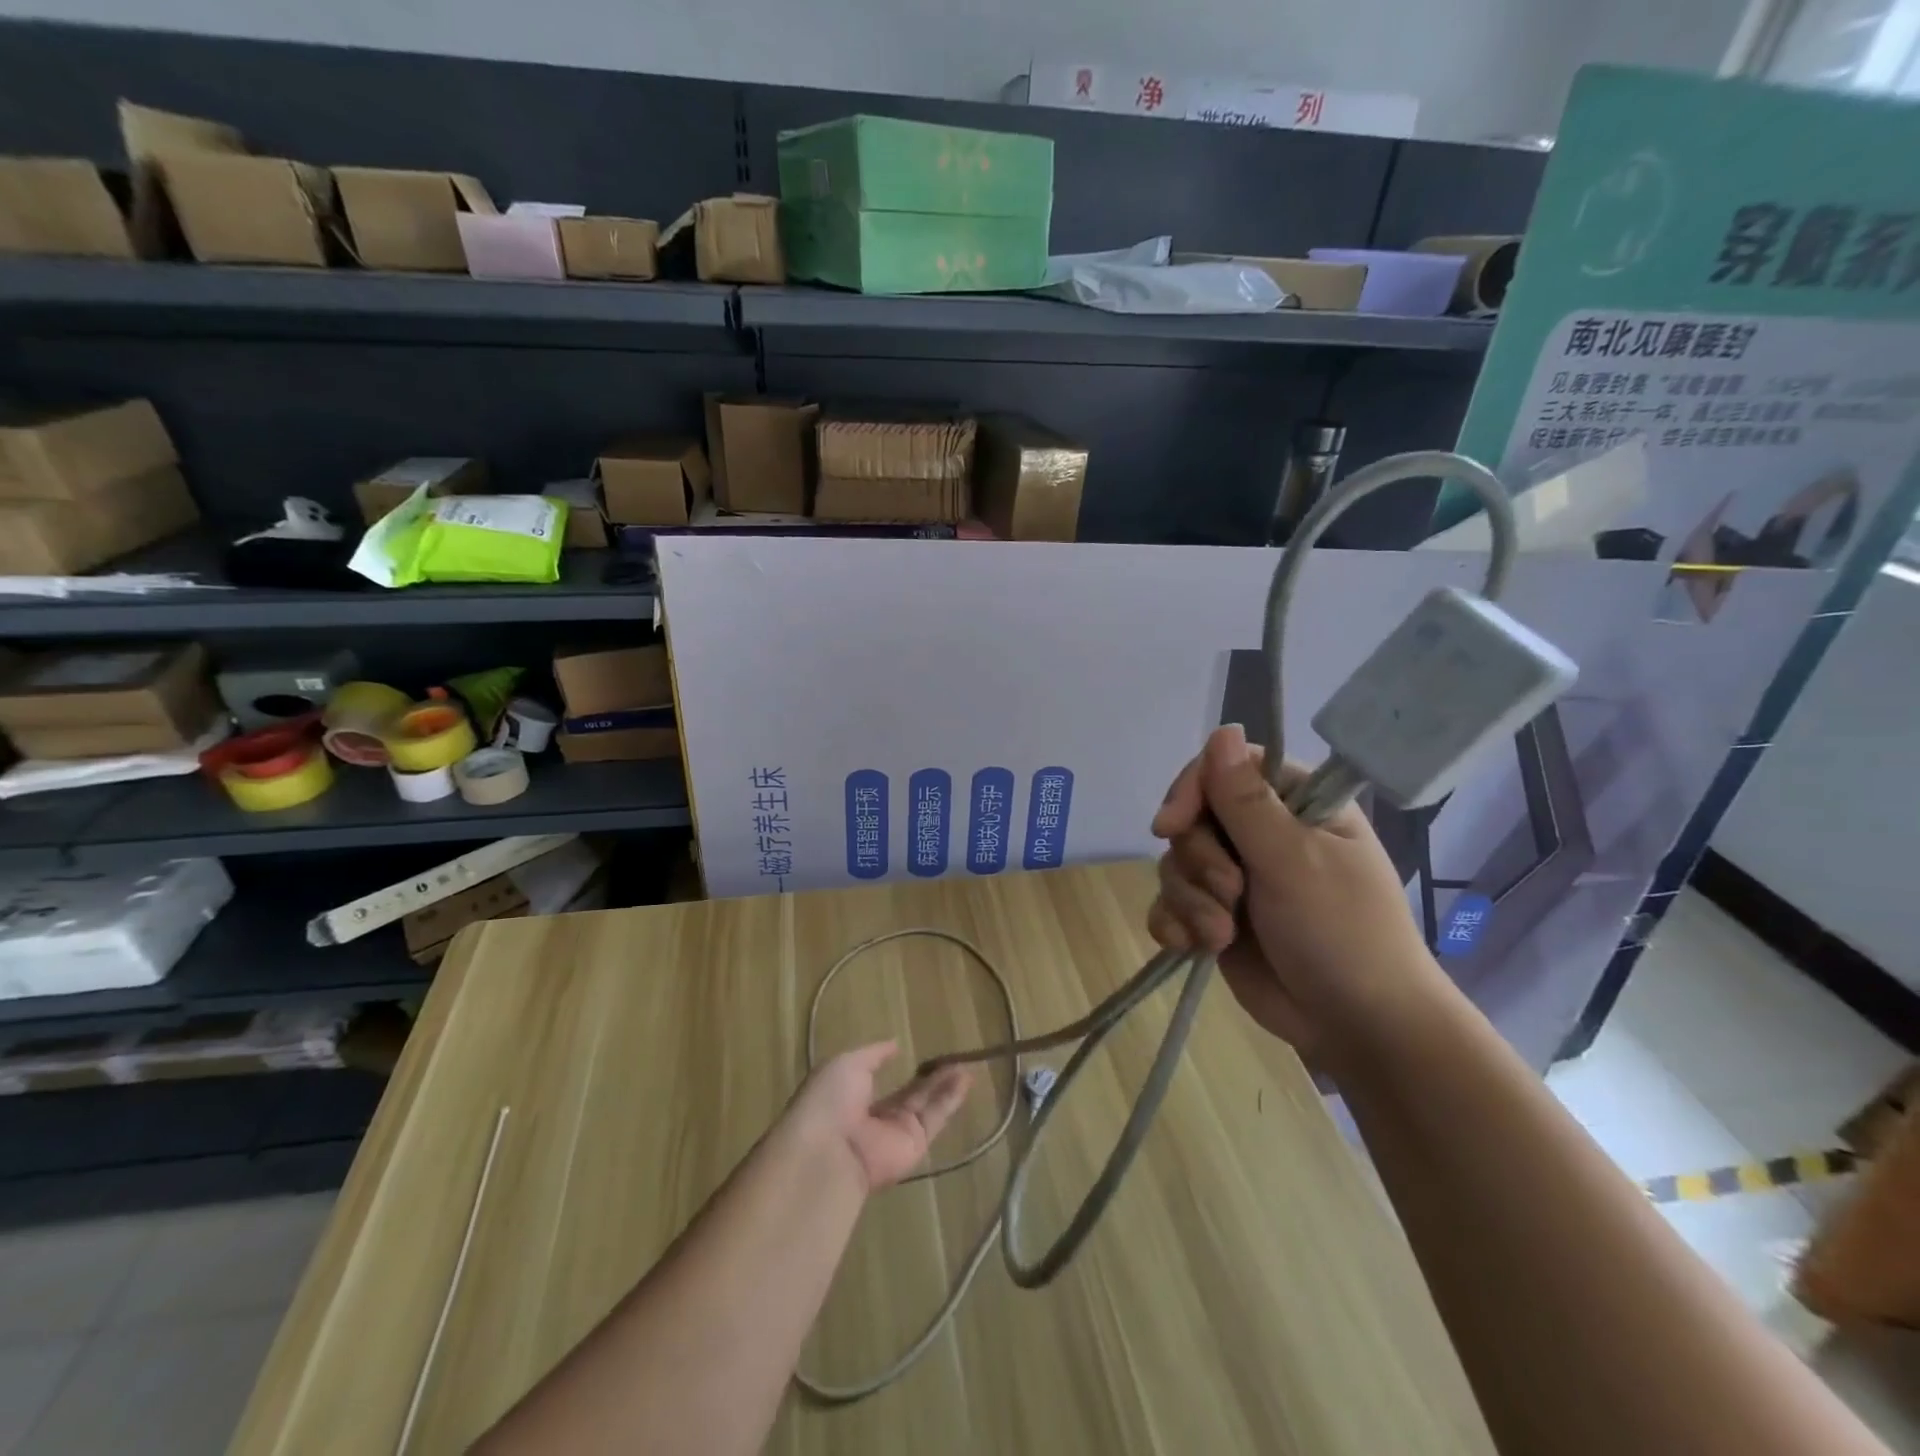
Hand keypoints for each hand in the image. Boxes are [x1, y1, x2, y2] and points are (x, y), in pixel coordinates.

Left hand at [789, 1042, 972, 1192]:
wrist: (831, 1151)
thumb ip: (874, 1054)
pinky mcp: (916, 1145)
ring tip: (965, 1065)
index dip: (893, 1066)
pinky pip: (935, 1118)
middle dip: (928, 1077)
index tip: (910, 1050)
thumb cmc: (830, 1099)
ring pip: (926, 1104)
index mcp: (851, 1097)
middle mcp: (875, 1117)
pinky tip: (965, 1079)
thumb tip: (894, 1044)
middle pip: (908, 1094)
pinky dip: (951, 1099)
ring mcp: (896, 1133)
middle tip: (951, 1057)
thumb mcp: (847, 1063)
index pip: (877, 1080)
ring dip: (945, 1085)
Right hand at [1148, 724, 1448, 1068]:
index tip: (1170, 825)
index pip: (1224, 770)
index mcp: (1296, 806)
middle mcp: (1263, 835)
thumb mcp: (1293, 860)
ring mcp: (1237, 878)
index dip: (1190, 792)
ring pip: (1177, 864)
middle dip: (1199, 862)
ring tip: (1220, 934)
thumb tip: (1222, 730)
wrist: (1357, 1028)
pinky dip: (1174, 923)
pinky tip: (1190, 946)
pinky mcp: (1217, 917)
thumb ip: (1247, 800)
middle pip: (1192, 819)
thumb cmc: (1341, 933)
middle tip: (1230, 893)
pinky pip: (1171, 903)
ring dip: (1189, 900)